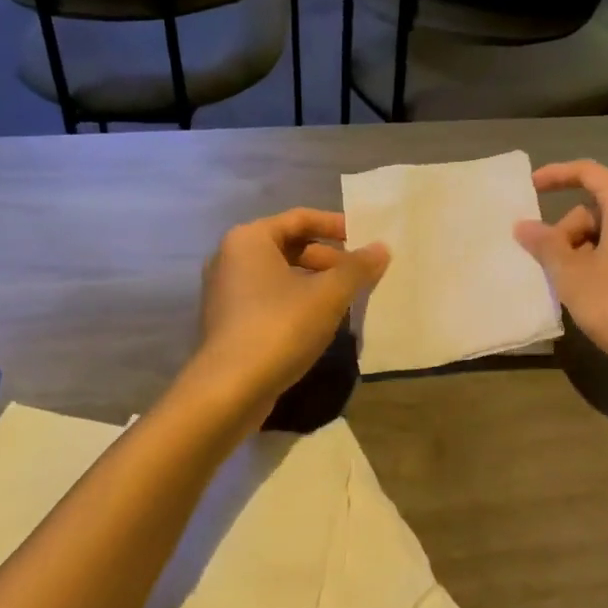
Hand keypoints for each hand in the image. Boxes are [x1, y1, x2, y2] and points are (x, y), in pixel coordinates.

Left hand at [197, 208, 388, 407]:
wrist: (229, 389)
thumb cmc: (280, 327)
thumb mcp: (328, 295)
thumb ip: (357, 268)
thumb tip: (381, 248)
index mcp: (250, 239)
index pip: (300, 218)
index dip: (336, 225)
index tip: (364, 239)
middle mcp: (231, 257)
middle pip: (290, 245)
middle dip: (328, 259)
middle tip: (359, 276)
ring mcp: (226, 291)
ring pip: (280, 275)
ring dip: (315, 282)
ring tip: (346, 300)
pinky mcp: (228, 321)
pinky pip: (269, 298)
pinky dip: (296, 302)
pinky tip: (320, 322)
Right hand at [515, 160, 607, 382]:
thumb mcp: (573, 275)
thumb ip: (545, 246)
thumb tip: (523, 226)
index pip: (587, 172)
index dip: (555, 175)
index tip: (530, 188)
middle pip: (594, 209)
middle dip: (566, 232)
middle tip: (549, 267)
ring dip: (581, 253)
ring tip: (569, 288)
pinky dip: (602, 265)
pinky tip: (594, 297)